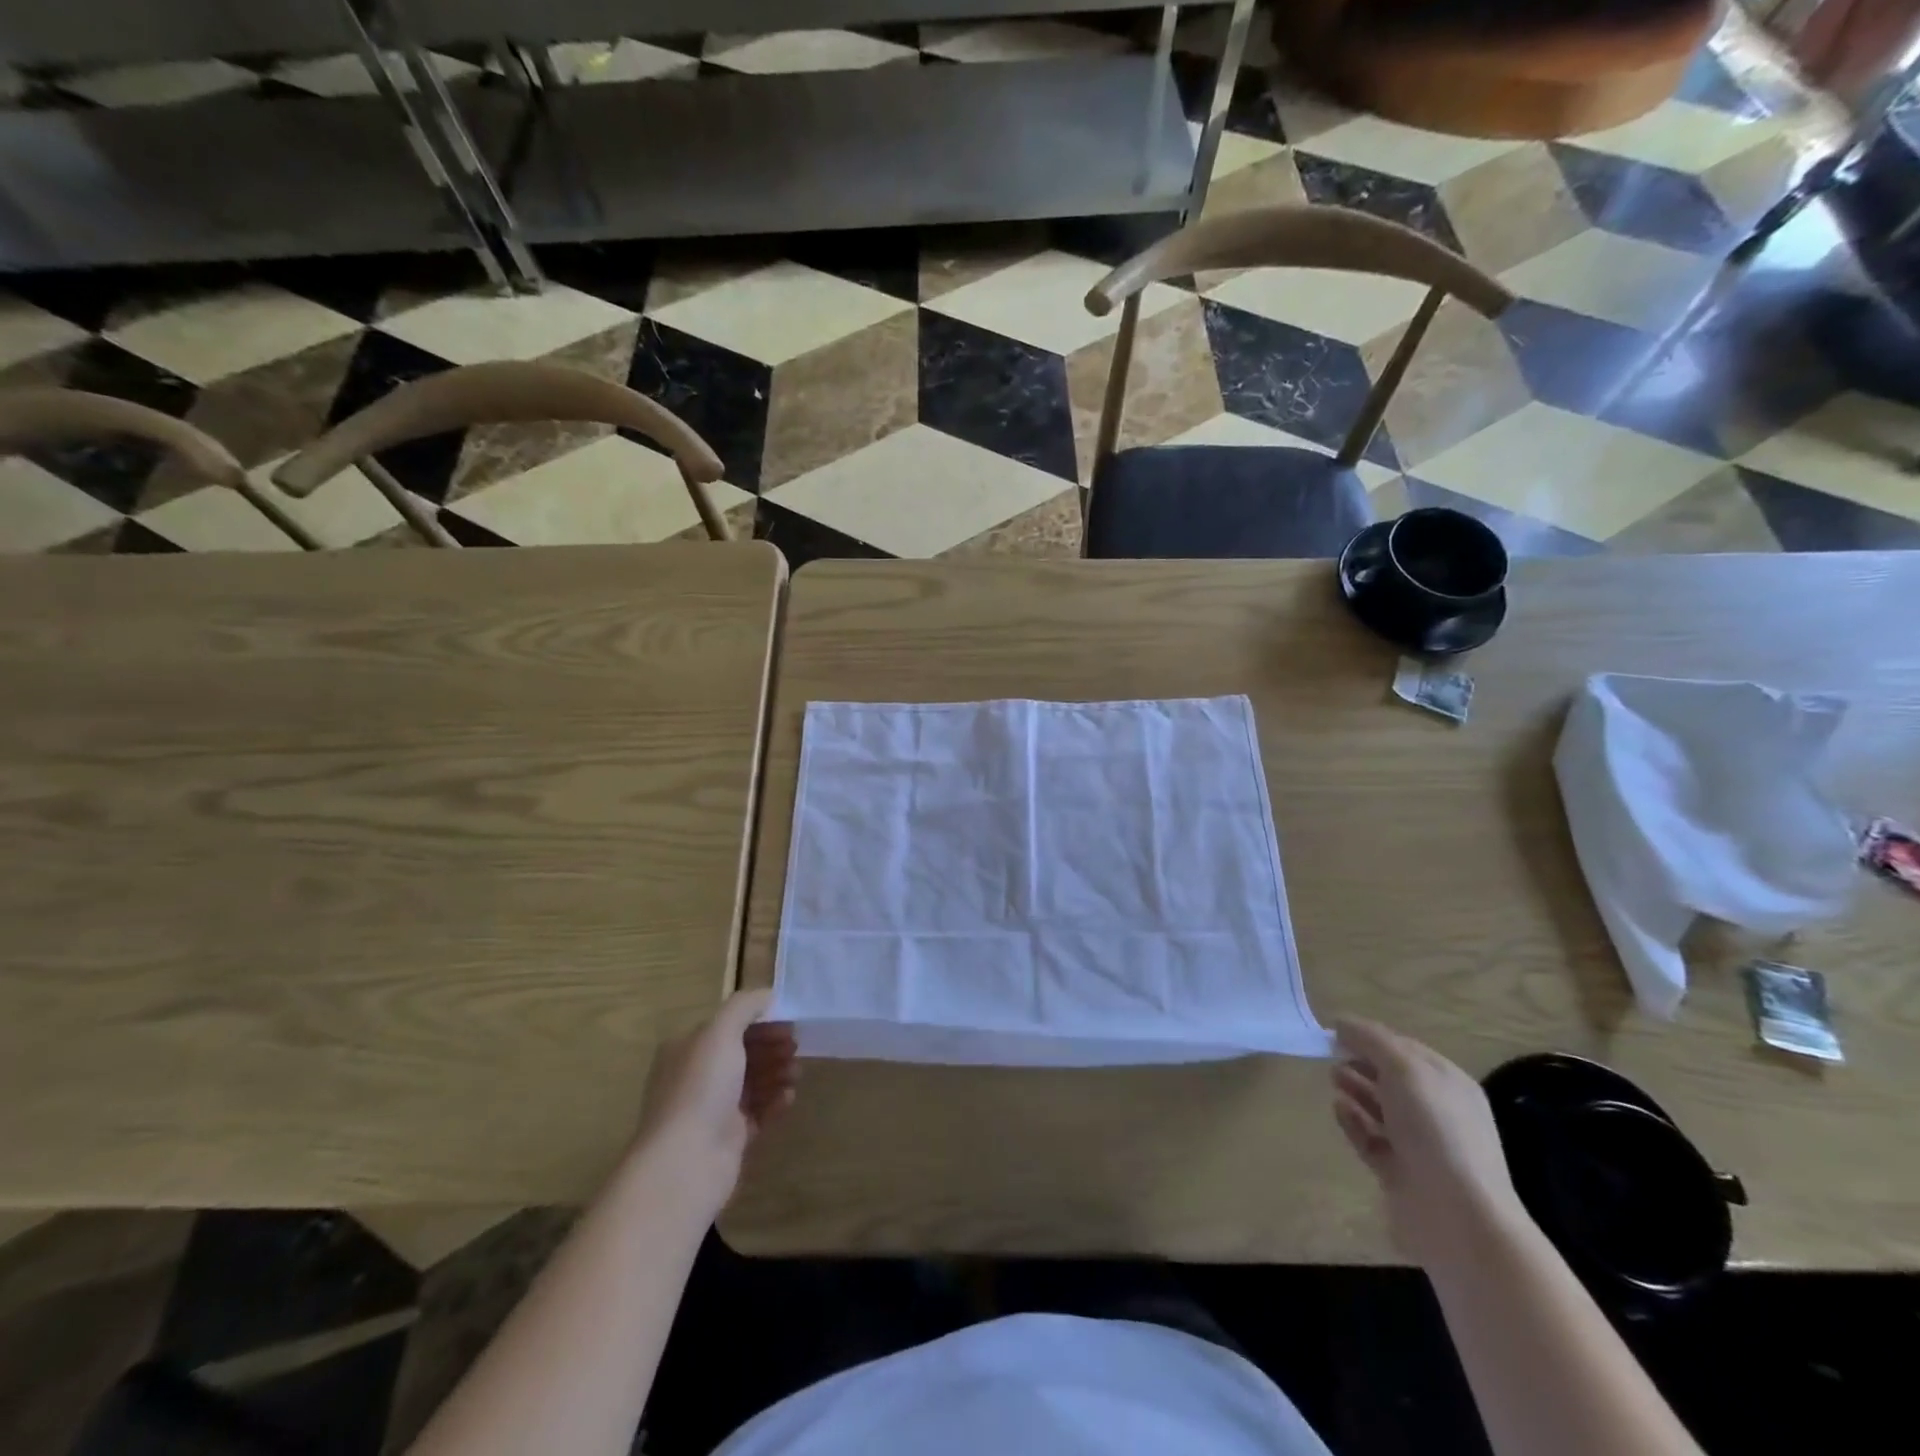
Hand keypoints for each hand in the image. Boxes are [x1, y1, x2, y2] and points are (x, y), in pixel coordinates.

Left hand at [635, 989, 797, 1215]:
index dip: (759, 1021)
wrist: (685, 1163)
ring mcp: (712, 1109)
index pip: (728, 1026)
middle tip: (795, 1047)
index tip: (788, 1023)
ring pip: (752, 1082)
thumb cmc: (700, 1088)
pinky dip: (775, 1102)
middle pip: (742, 1053)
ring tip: (796, 1073)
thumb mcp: (720, 1032)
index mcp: (687, 1049)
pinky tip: (789, 1098)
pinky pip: (758, 1112)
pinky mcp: (729, 1138)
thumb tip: (768, 994)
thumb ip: (744, 1006)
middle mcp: (696, 1076)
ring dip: (777, 1072)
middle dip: (771, 1047)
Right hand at [1330, 1017, 1528, 1270]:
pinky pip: (1371, 1139)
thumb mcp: (1405, 1070)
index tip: (1336, 1031)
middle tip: (1330, 1055)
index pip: (1406, 1049)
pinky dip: (1353, 1122)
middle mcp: (1438, 1112)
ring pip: (1381, 1108)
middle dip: (1362, 1062)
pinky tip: (1337, 1109)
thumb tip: (1341, 1023)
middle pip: (1392, 1078)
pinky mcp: (1400, 1173)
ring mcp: (1419, 1146)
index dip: (1371, 1036)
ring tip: (1332, 1079)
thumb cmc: (1436, 1131)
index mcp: (1449, 1084)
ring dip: (1356, 1090)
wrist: (1458, 1218)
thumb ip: (1371, 1040)